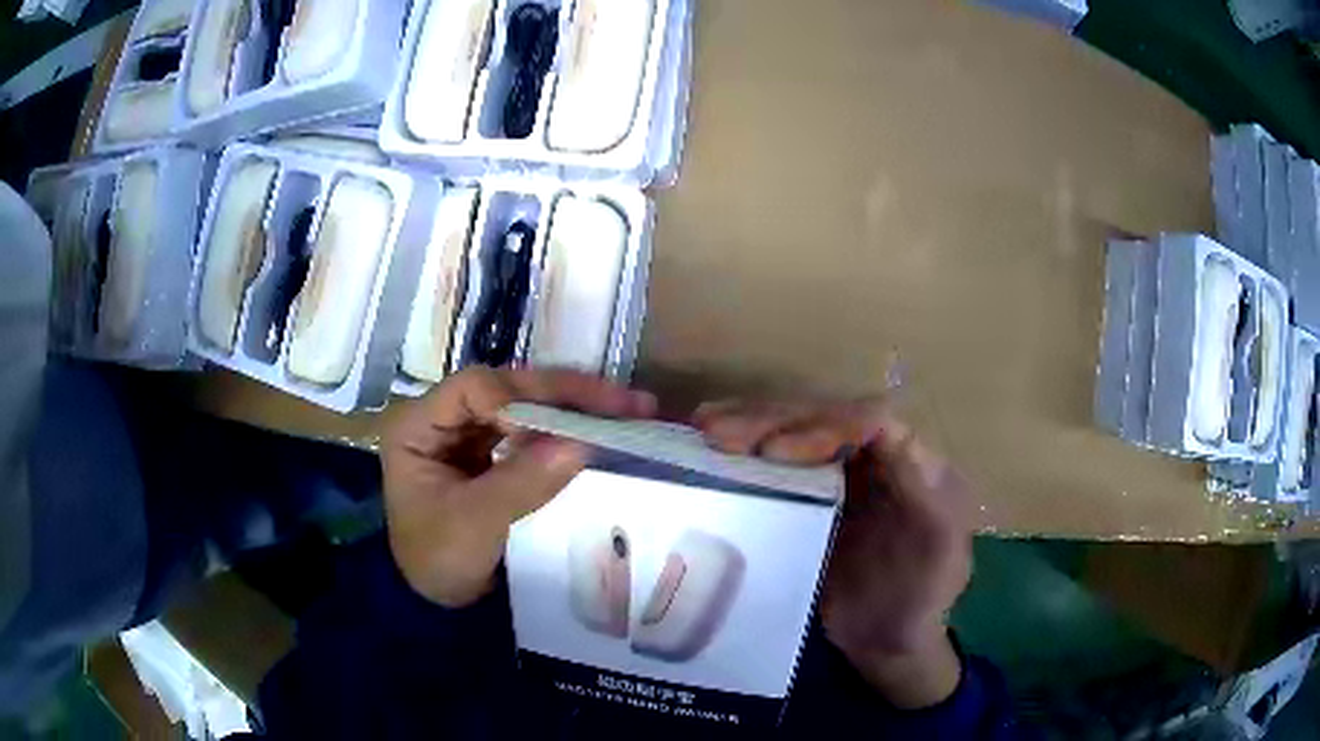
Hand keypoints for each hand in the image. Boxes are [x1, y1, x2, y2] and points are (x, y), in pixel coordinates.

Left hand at [381, 367, 655, 607]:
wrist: (436, 601)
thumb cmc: (438, 560)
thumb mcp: (475, 524)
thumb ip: (523, 481)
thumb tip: (582, 443)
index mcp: (417, 424)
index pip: (476, 388)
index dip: (527, 398)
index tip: (578, 422)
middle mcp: (442, 416)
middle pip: (506, 389)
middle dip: (565, 394)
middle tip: (627, 403)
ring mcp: (468, 432)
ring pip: (523, 405)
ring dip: (573, 407)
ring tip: (627, 410)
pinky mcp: (490, 451)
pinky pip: (531, 431)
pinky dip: (565, 431)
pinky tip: (600, 431)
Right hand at [694, 399, 974, 708]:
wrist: (884, 639)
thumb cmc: (922, 601)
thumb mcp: (944, 555)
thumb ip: (931, 500)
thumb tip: (896, 438)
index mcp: (912, 462)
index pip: (872, 420)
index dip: (825, 424)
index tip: (776, 451)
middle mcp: (873, 457)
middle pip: (824, 416)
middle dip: (773, 419)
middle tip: (718, 432)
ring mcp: (837, 475)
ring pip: (795, 430)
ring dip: (750, 423)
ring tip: (704, 427)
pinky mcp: (806, 496)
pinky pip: (776, 462)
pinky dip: (744, 449)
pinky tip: (709, 446)